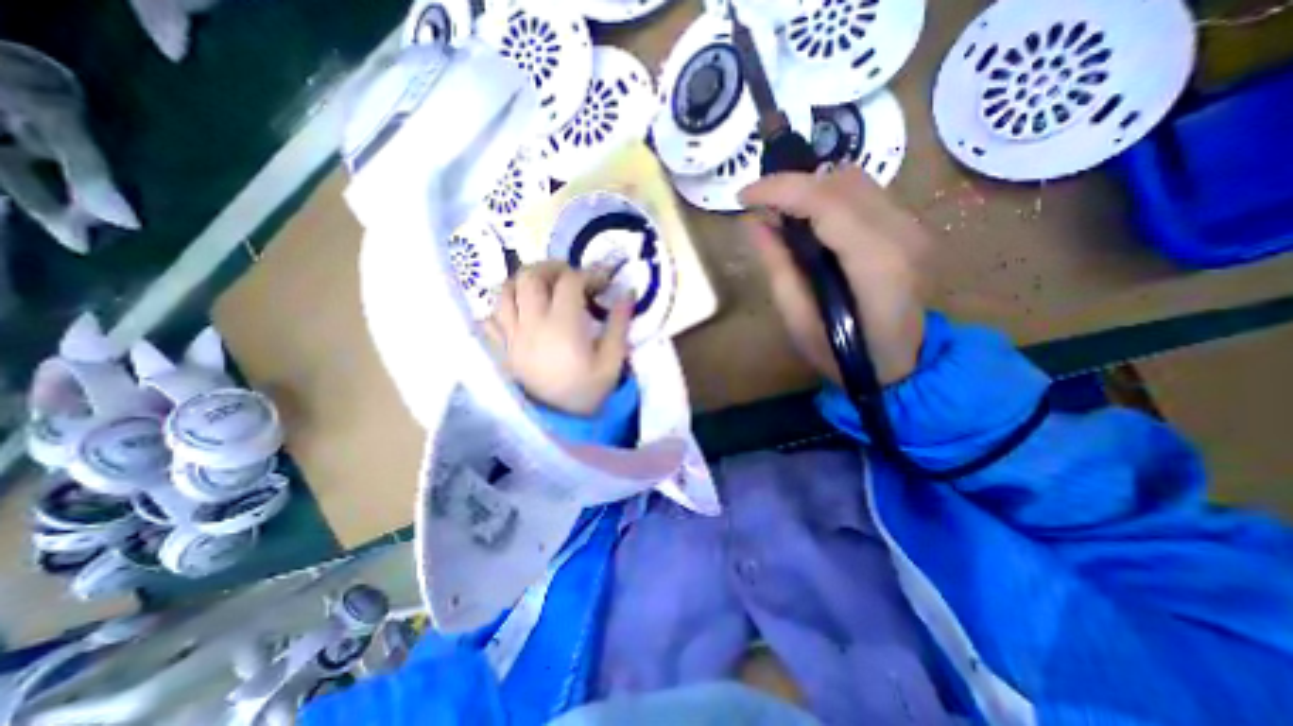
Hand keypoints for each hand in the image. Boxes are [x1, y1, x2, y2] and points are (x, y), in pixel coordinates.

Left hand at [483, 264, 635, 417]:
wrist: (557, 424)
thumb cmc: (587, 393)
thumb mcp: (612, 362)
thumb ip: (619, 325)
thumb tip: (626, 293)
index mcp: (563, 327)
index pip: (569, 282)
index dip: (588, 274)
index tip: (601, 282)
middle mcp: (531, 324)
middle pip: (529, 277)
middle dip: (552, 267)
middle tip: (569, 275)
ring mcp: (510, 336)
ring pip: (504, 291)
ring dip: (524, 281)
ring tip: (542, 288)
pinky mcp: (499, 349)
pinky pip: (489, 318)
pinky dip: (502, 307)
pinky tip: (518, 312)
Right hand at [738, 166, 930, 387]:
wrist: (900, 367)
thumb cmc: (843, 356)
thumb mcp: (798, 321)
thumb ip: (778, 267)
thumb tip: (754, 223)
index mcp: (876, 263)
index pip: (826, 202)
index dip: (780, 189)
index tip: (743, 196)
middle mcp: (903, 233)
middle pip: (842, 181)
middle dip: (792, 185)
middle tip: (759, 207)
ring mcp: (913, 228)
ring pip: (855, 180)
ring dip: (811, 189)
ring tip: (781, 214)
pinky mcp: (911, 228)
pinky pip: (865, 194)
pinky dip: (830, 197)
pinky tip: (810, 221)